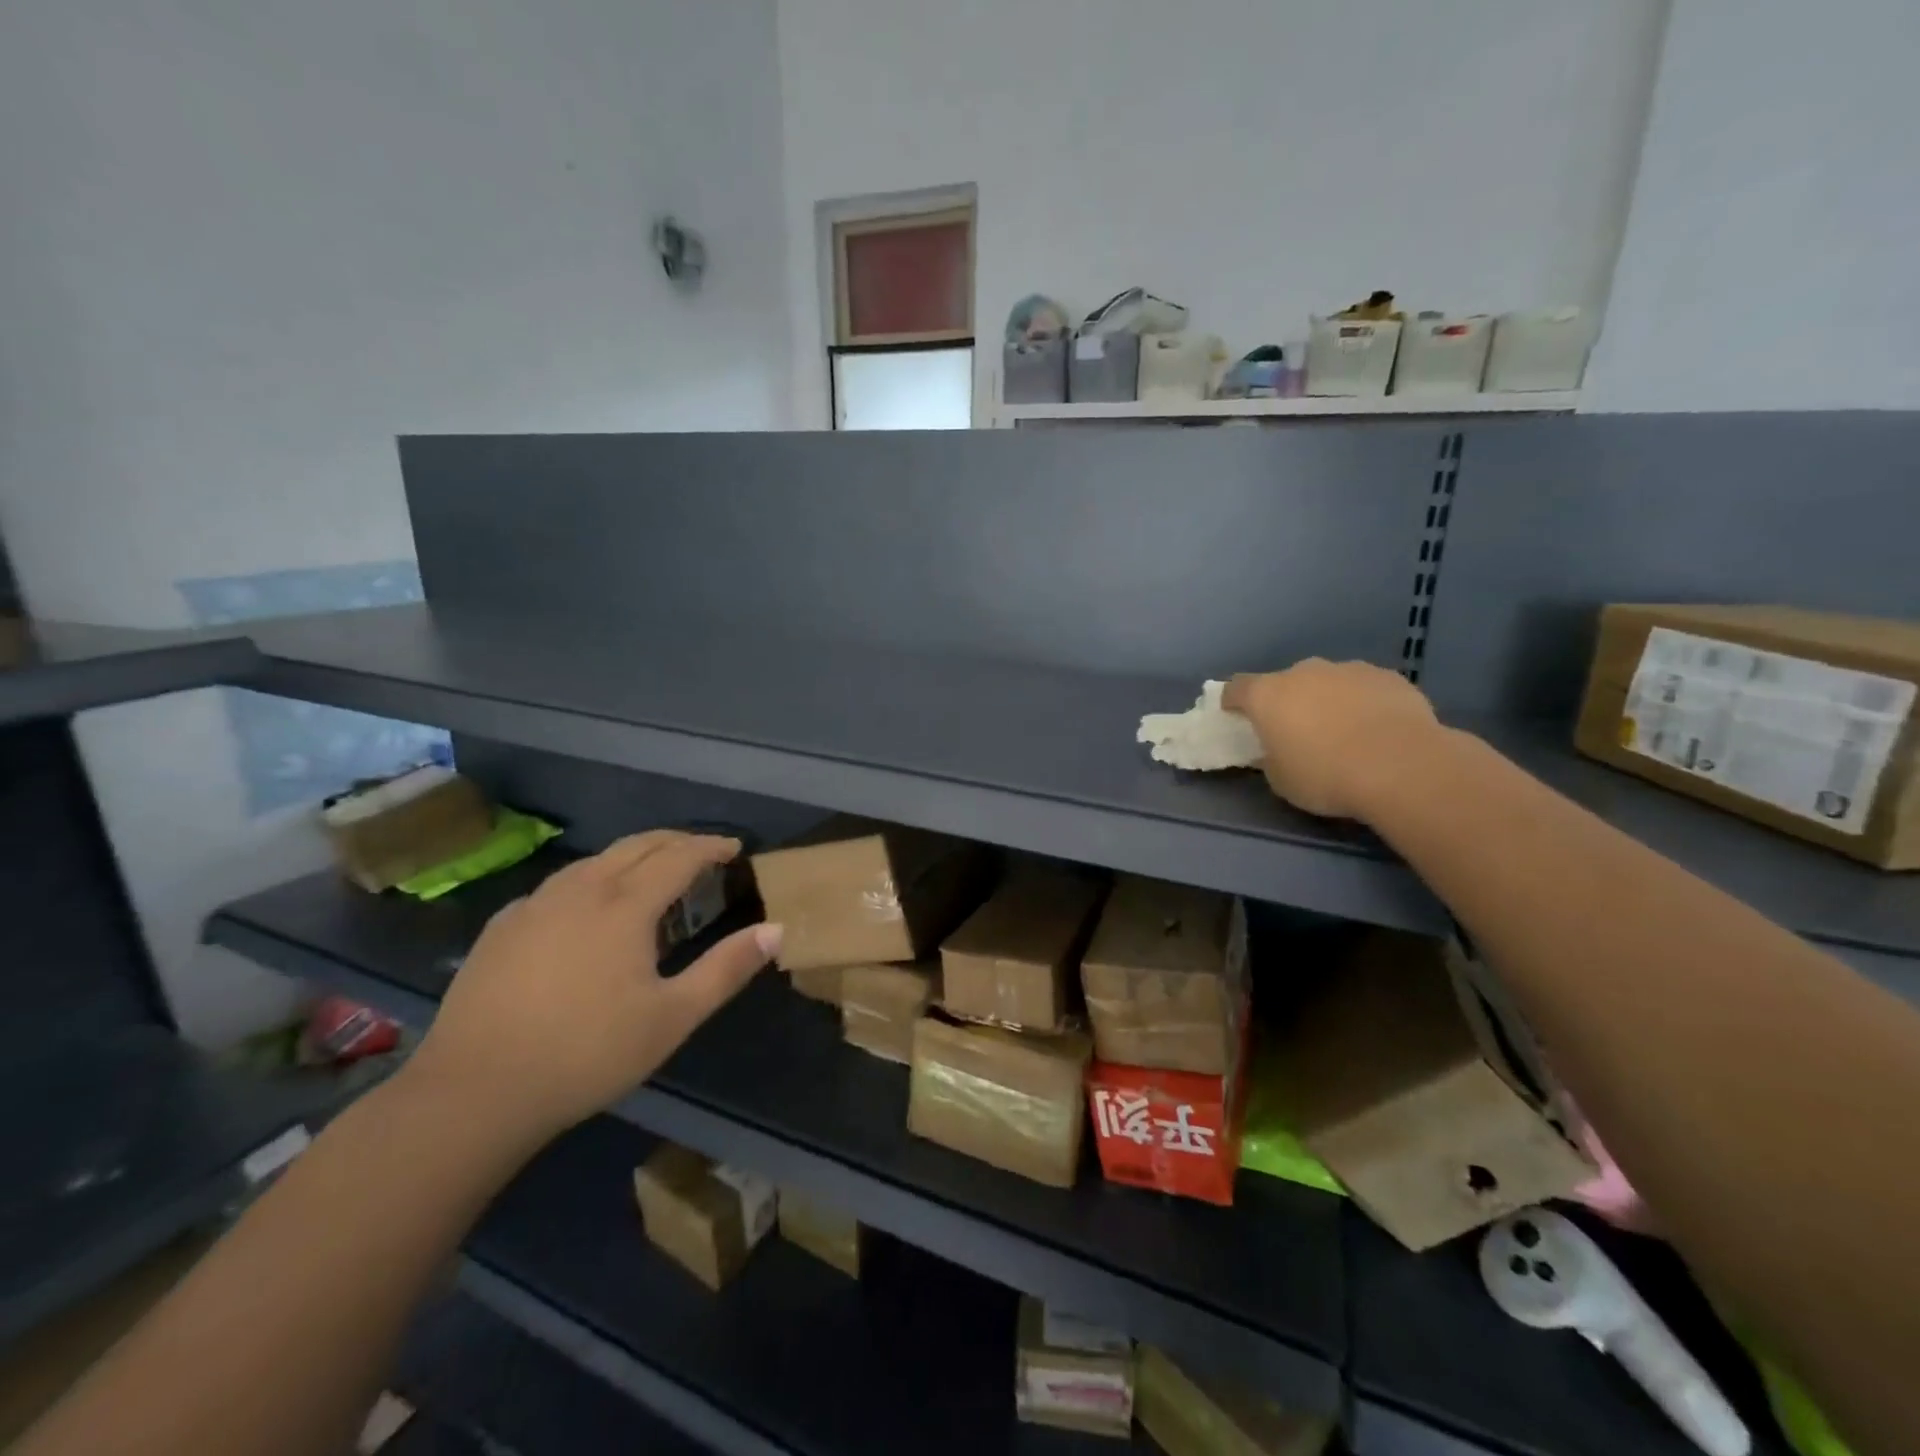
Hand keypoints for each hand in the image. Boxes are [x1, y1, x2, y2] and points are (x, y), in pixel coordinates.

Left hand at [404, 831, 780, 1146]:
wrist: (472, 1093)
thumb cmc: (587, 1054)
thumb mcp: (672, 1017)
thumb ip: (727, 969)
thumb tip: (775, 929)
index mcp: (625, 905)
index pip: (679, 856)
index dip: (711, 847)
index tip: (734, 848)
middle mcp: (581, 890)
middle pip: (637, 845)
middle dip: (675, 840)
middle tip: (702, 851)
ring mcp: (535, 905)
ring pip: (595, 860)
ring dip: (633, 856)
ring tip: (652, 874)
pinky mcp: (502, 927)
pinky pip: (560, 885)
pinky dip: (592, 879)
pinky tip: (588, 908)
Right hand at [1223, 659, 1441, 819]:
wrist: (1401, 767)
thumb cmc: (1325, 776)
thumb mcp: (1281, 779)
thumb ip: (1271, 757)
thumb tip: (1278, 749)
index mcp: (1268, 695)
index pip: (1236, 688)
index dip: (1233, 702)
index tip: (1236, 716)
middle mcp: (1303, 672)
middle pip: (1285, 682)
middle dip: (1287, 701)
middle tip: (1297, 731)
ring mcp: (1348, 670)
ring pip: (1327, 682)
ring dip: (1327, 700)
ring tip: (1343, 732)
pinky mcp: (1387, 677)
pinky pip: (1364, 688)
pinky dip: (1363, 703)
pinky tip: (1377, 730)